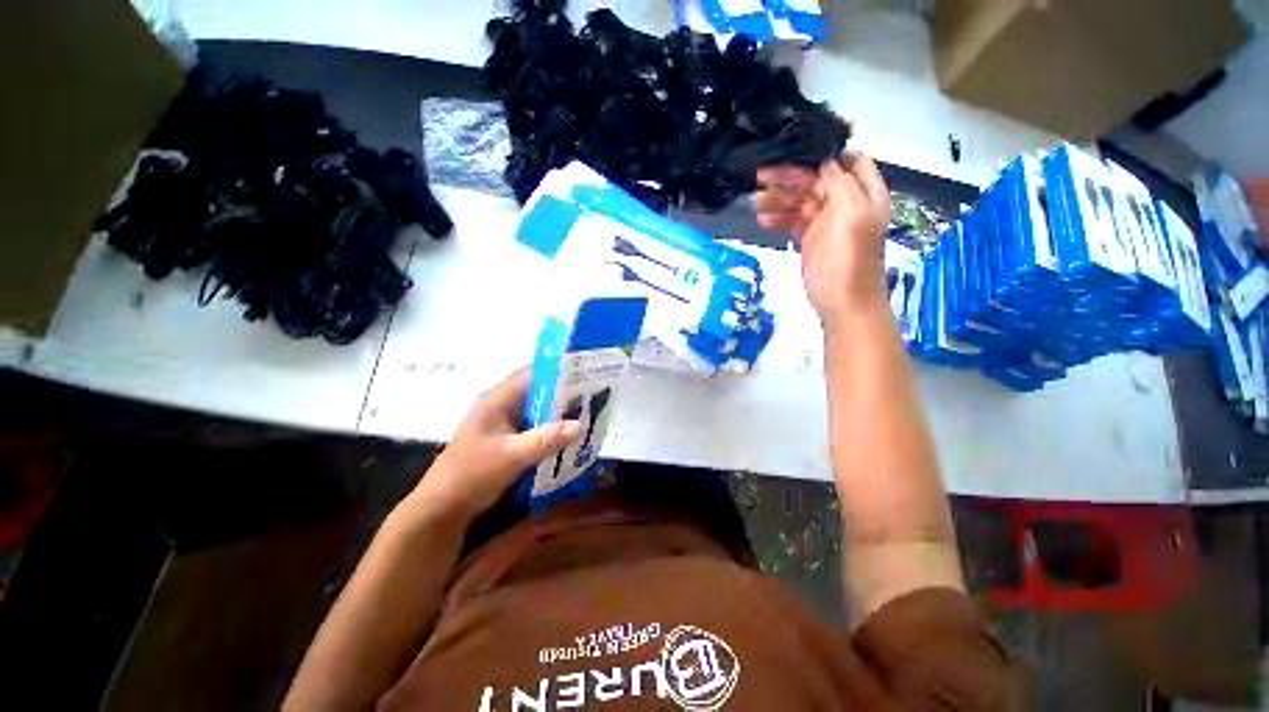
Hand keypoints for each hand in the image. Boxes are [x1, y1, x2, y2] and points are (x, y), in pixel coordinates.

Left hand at [408, 368, 581, 522]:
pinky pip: (534, 428)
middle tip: (593, 397)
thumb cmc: (472, 475)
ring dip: (559, 415)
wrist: (442, 509)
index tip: (586, 374)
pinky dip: (551, 430)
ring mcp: (503, 424)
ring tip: (587, 415)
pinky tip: (568, 438)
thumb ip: (547, 439)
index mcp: (498, 400)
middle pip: (538, 392)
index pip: (532, 374)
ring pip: (538, 411)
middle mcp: (501, 406)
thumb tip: (580, 425)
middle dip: (564, 395)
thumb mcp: (512, 456)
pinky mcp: (506, 440)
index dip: (559, 371)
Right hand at [757, 156, 891, 327]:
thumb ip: (840, 185)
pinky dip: (778, 218)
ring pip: (800, 200)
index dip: (826, 154)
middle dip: (791, 176)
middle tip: (762, 174)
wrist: (842, 301)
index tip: (797, 150)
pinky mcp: (809, 238)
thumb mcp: (851, 215)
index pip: (848, 162)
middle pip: (817, 180)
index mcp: (864, 193)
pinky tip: (763, 219)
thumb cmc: (850, 259)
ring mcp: (825, 221)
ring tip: (757, 200)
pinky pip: (792, 220)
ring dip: (779, 198)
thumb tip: (825, 162)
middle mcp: (845, 203)